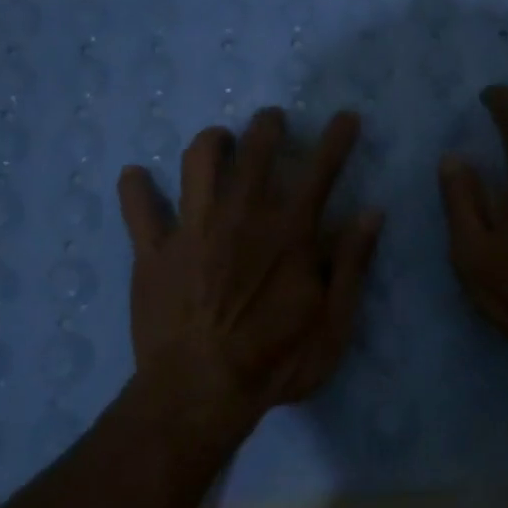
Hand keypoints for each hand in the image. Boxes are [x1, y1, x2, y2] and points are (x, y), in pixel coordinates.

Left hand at [117, 107, 381, 434]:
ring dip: (212, 141)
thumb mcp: (332, 322)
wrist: (199, 391)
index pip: (321, 171)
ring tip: (219, 140)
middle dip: (268, 126)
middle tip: (273, 120)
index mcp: (289, 232)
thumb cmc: (275, 362)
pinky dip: (136, 187)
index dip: (337, 139)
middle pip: (256, 150)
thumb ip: (351, 264)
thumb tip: (371, 214)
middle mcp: (241, 215)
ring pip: (198, 161)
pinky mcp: (153, 250)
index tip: (346, 116)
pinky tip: (136, 177)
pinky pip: (138, 207)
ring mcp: (192, 228)